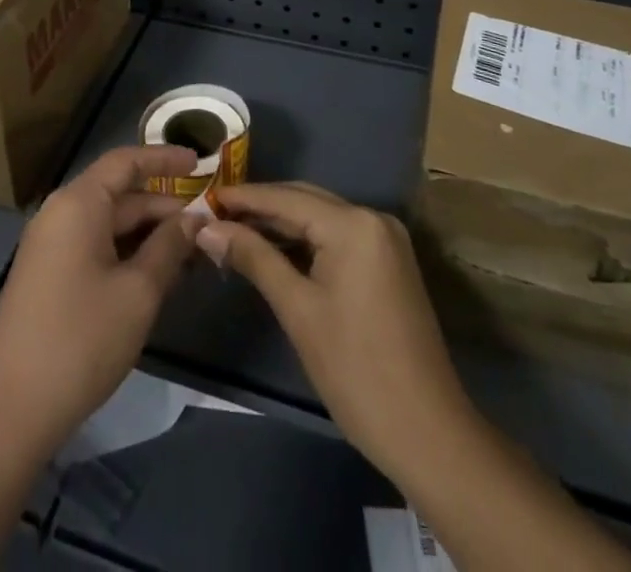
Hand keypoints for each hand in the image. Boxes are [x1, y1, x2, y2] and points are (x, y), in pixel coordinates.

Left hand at [0, 145, 198, 454]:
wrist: (12, 409)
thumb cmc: (82, 339)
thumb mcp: (139, 292)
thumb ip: (170, 247)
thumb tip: (194, 219)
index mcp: (78, 203)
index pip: (126, 161)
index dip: (164, 158)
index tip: (200, 163)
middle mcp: (60, 213)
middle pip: (119, 194)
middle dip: (164, 207)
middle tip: (209, 223)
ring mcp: (50, 245)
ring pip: (109, 224)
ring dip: (148, 234)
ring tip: (192, 252)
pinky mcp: (48, 274)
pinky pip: (94, 246)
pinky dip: (127, 252)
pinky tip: (157, 274)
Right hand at [197, 182, 473, 480]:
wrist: (427, 433)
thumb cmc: (355, 370)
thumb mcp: (298, 310)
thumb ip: (254, 258)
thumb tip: (207, 228)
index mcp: (353, 224)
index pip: (286, 198)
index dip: (243, 198)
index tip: (203, 197)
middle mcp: (372, 218)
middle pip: (305, 200)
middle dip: (260, 207)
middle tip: (213, 215)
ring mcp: (385, 239)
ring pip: (320, 217)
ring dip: (280, 224)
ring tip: (234, 231)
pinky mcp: (388, 262)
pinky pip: (337, 236)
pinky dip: (305, 240)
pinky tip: (273, 250)